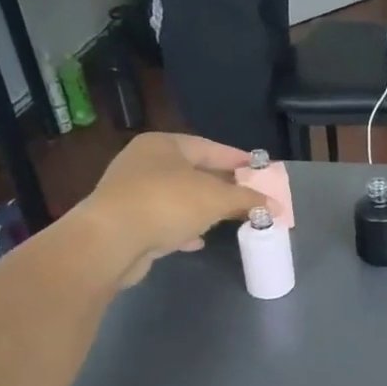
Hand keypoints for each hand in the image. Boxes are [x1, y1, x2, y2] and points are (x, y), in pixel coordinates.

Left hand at [69, 133, 267, 286]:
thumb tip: (276, 206)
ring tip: (229, 219)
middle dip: (223, 187)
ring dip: (203, 208)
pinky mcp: (126, 221)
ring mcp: (132, 192)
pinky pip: (164, 219)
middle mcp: (144, 162)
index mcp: (163, 144)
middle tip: (250, 197)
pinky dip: (183, 227)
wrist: (110, 241)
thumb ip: (248, 199)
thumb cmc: (167, 203)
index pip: (210, 148)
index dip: (239, 160)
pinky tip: (197, 240)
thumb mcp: (216, 198)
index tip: (261, 170)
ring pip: (179, 197)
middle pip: (194, 172)